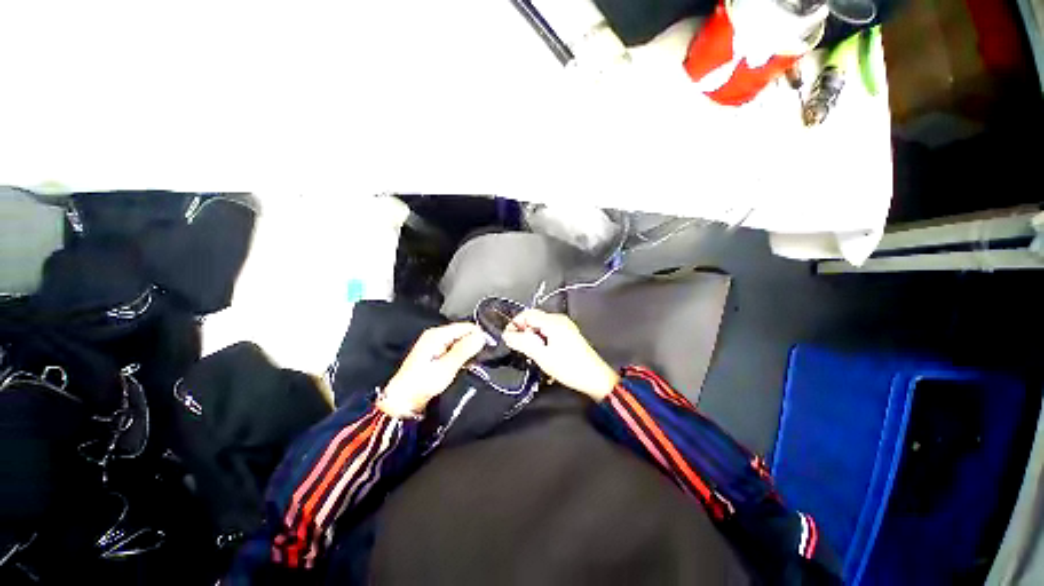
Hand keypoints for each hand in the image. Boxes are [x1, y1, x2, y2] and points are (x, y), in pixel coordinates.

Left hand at [379, 322, 485, 417]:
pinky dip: (462, 356)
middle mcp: (436, 335)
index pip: (466, 326)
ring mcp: (435, 344)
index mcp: (437, 335)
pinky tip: (465, 365)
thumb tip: (482, 336)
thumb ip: (464, 350)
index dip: (479, 335)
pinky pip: (454, 349)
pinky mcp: (435, 353)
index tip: (490, 348)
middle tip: (483, 358)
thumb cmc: (421, 384)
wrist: (402, 402)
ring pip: (460, 341)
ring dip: (469, 351)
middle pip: (463, 332)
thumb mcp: (446, 367)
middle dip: (474, 343)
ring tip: (475, 363)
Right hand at [502, 309, 618, 400]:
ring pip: (540, 327)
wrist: (595, 378)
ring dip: (533, 339)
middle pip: (533, 320)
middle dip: (524, 333)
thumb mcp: (542, 356)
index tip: (508, 340)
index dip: (514, 324)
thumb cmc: (568, 367)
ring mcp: (565, 326)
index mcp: (552, 321)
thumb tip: (506, 334)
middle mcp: (559, 319)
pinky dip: (541, 341)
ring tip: (533, 355)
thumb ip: (522, 342)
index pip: (526, 314)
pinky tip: (543, 355)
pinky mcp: (568, 334)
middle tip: (522, 350)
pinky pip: (548, 332)